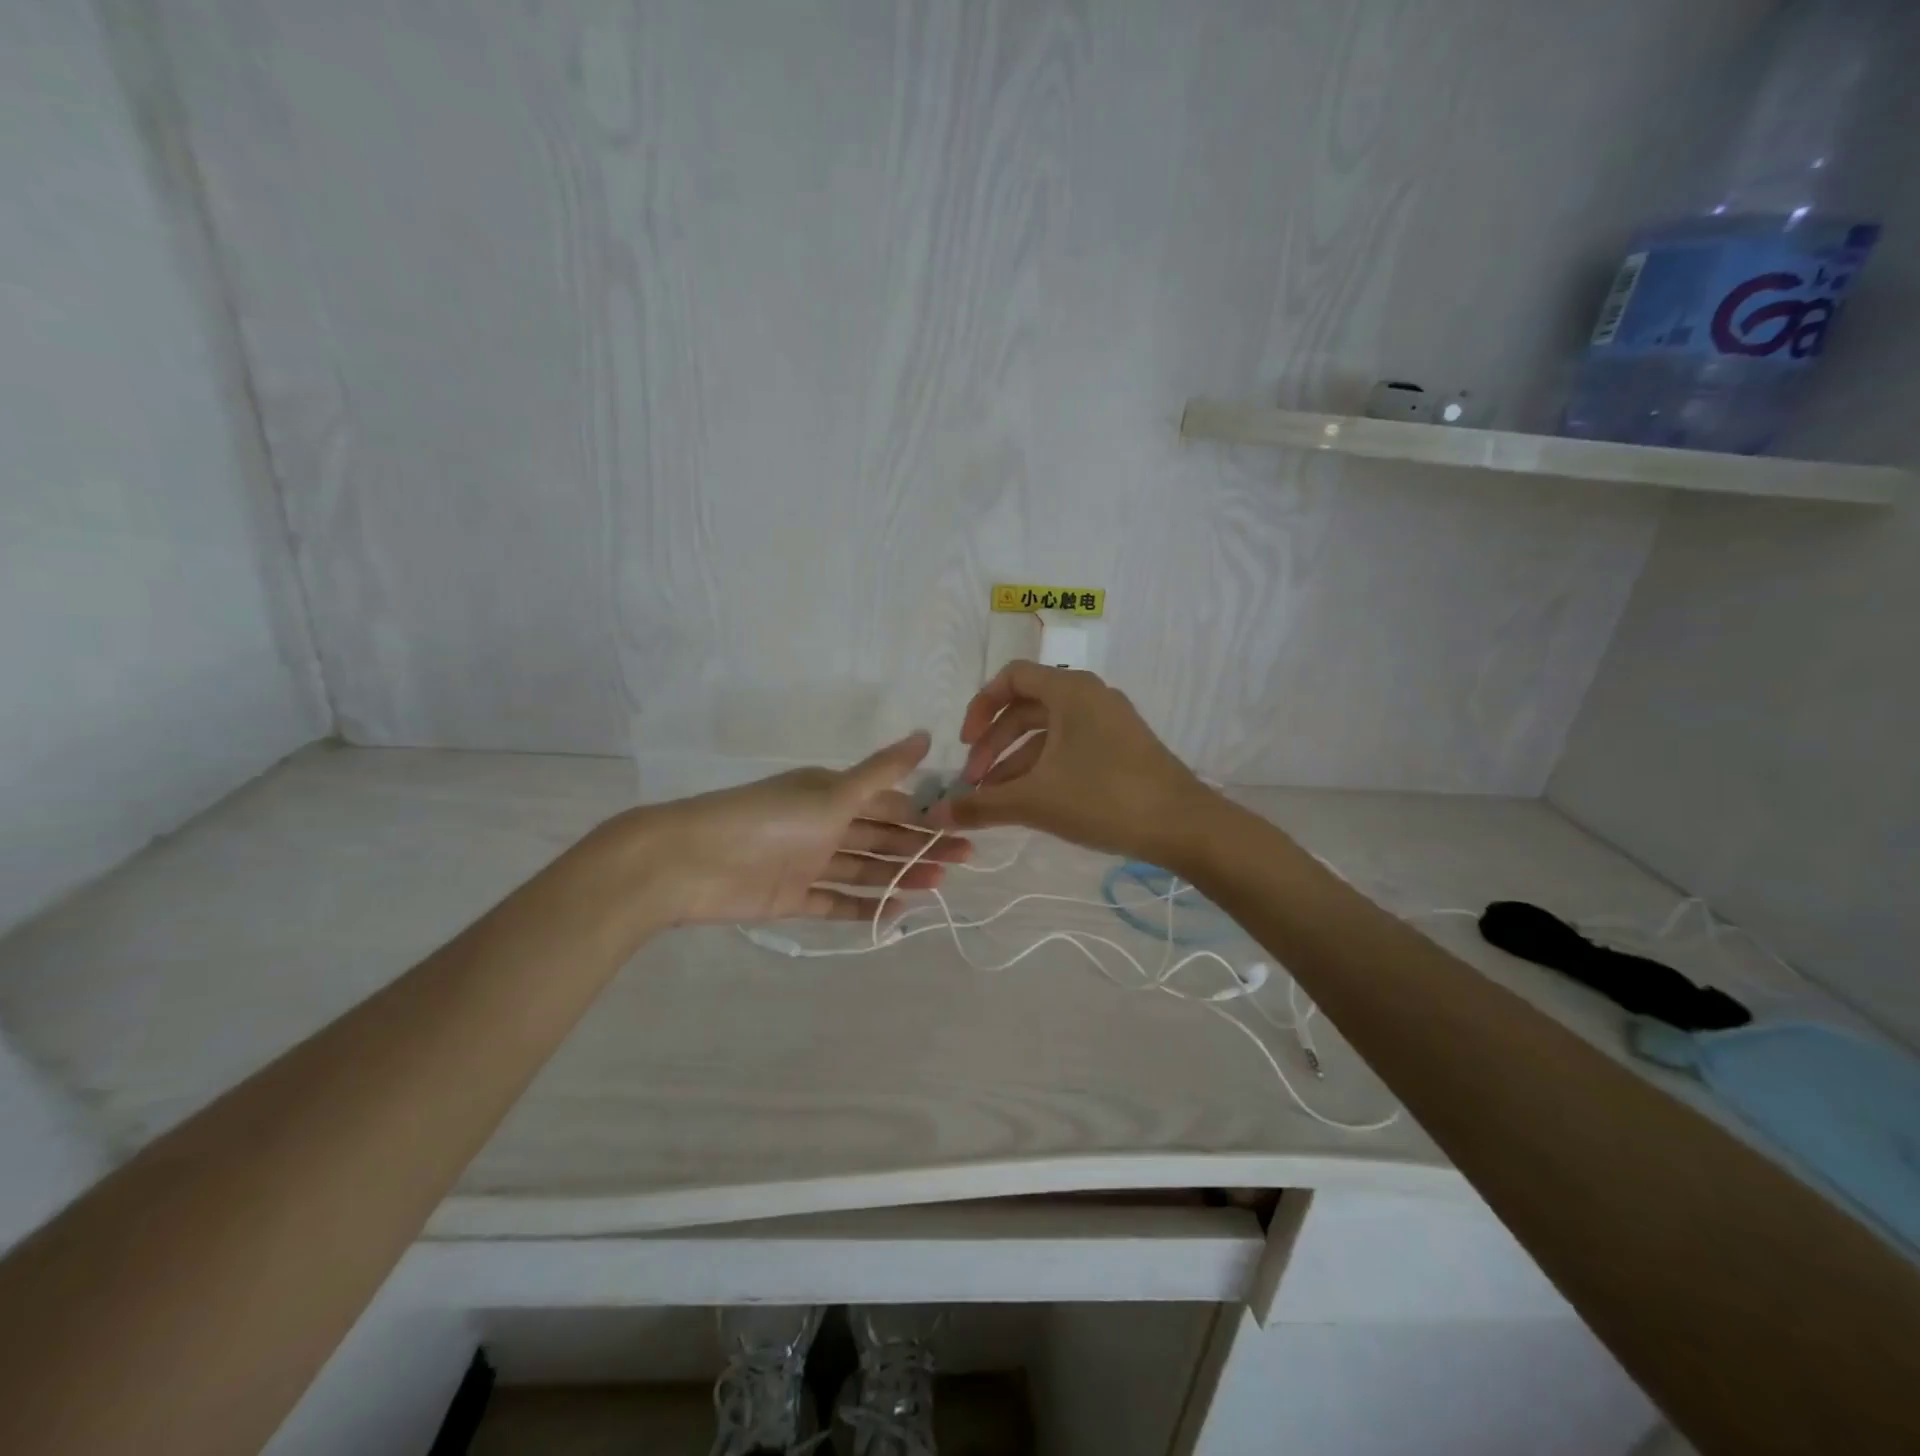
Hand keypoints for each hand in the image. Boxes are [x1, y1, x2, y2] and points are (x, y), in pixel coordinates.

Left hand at [631, 730, 970, 926]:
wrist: (691, 863)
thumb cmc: (769, 820)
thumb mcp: (832, 793)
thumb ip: (881, 772)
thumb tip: (926, 735)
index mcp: (831, 793)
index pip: (887, 803)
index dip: (923, 813)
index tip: (962, 824)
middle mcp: (823, 825)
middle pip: (881, 838)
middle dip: (921, 847)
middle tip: (965, 860)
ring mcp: (808, 862)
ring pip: (864, 869)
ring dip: (900, 876)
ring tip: (939, 887)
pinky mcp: (792, 897)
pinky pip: (836, 901)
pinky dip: (864, 907)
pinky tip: (896, 913)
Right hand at [924, 662, 1214, 866]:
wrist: (1183, 826)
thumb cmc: (1104, 798)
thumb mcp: (1035, 801)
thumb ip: (982, 805)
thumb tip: (938, 815)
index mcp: (1070, 691)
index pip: (1011, 678)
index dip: (980, 707)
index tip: (966, 744)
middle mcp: (1089, 696)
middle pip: (1025, 708)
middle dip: (994, 744)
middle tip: (975, 782)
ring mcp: (1108, 722)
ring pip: (1047, 733)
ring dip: (1015, 761)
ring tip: (994, 800)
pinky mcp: (1120, 748)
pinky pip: (1069, 747)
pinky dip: (1043, 768)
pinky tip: (1028, 802)